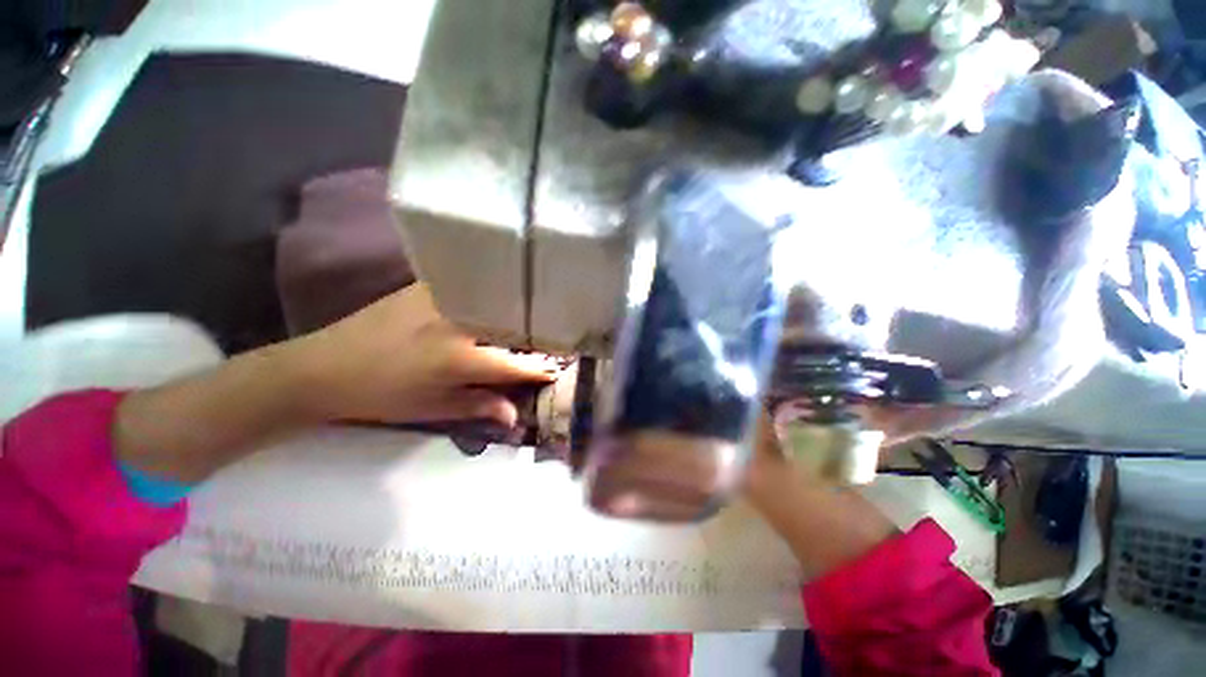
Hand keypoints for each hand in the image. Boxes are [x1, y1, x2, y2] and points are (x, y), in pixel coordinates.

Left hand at [283, 284, 555, 427]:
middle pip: (511, 327)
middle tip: (548, 344)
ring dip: (514, 315)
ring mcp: (443, 299)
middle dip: (534, 338)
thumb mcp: (432, 408)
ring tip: (527, 323)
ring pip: (494, 304)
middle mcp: (458, 323)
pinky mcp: (427, 286)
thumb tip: (515, 415)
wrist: (323, 367)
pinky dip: (487, 298)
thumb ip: (478, 406)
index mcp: (459, 358)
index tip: (559, 367)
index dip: (540, 367)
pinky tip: (492, 304)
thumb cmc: (381, 395)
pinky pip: (470, 289)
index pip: (514, 363)